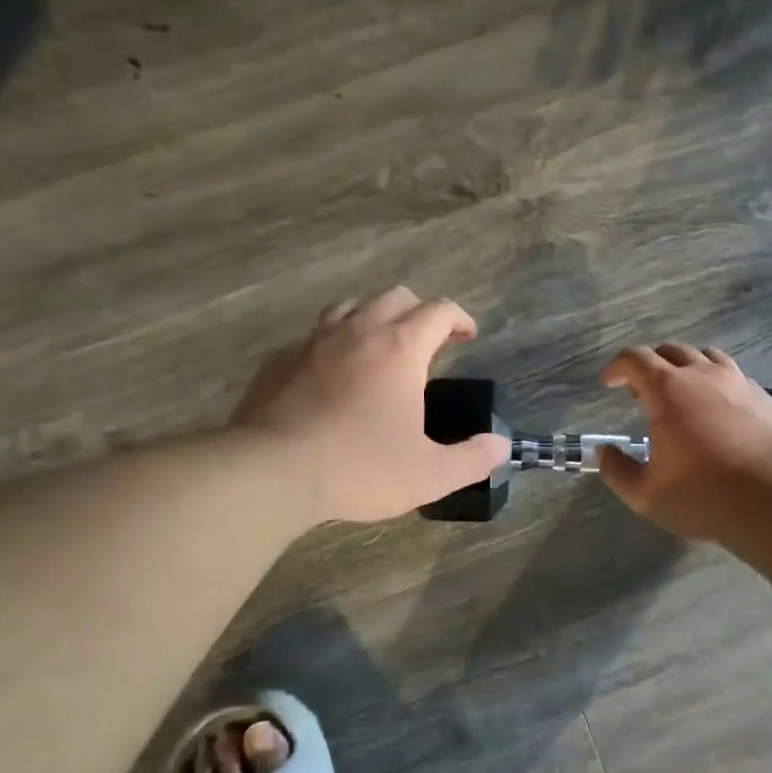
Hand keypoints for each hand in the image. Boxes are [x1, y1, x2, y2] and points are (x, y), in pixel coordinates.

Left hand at [229, 288, 509, 522]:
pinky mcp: (280, 359)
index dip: (460, 318)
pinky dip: (331, 343)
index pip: (439, 310)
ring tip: (379, 346)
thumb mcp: (429, 475)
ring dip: (373, 318)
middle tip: (428, 342)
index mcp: (400, 348)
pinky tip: (330, 373)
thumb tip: (501, 446)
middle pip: (396, 297)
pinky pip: (313, 335)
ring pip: (350, 306)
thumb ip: (472, 459)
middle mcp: (359, 331)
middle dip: (419, 312)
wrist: (271, 471)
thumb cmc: (359, 468)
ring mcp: (314, 341)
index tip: (467, 335)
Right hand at [596, 342, 771, 542]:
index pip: (634, 358)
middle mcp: (703, 374)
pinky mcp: (768, 399)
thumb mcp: (646, 494)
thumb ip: (618, 470)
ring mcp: (740, 383)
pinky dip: (718, 385)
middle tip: (642, 392)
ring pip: (707, 357)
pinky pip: (736, 378)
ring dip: (687, 368)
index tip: (609, 382)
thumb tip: (604, 452)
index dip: (617, 367)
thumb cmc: (704, 496)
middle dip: (650, 365)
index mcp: (668, 389)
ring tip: (683, 394)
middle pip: (671, 350)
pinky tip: (721, 413)